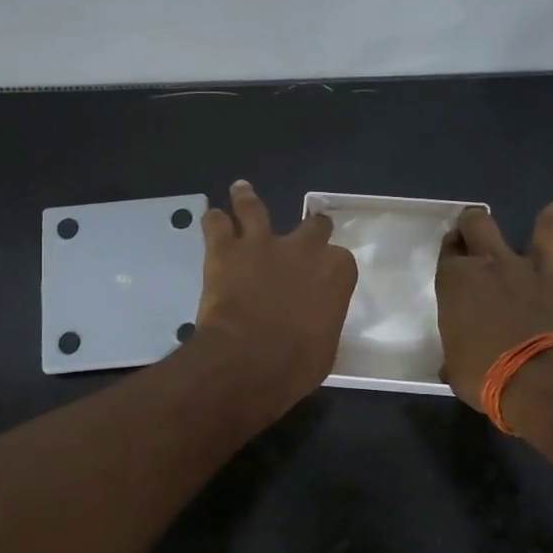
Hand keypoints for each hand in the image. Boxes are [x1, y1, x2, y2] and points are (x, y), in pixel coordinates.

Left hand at [193, 180, 358, 414]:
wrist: (251, 359)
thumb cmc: (297, 363)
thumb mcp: (324, 346)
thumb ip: (320, 321)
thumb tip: (312, 323)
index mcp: (335, 272)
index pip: (340, 259)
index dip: (331, 268)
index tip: (324, 278)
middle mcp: (303, 248)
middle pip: (312, 226)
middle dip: (309, 229)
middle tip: (303, 234)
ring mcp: (262, 244)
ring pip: (254, 208)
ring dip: (247, 199)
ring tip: (241, 190)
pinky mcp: (225, 250)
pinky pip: (216, 223)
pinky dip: (214, 221)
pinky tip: (212, 219)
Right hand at [435, 203, 552, 412]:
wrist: (543, 382)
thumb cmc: (485, 375)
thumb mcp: (455, 369)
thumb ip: (455, 357)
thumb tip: (453, 365)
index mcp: (459, 282)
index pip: (448, 252)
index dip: (449, 248)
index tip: (452, 251)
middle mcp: (496, 265)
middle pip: (480, 225)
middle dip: (476, 221)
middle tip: (477, 225)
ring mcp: (539, 272)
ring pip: (547, 230)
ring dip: (551, 221)